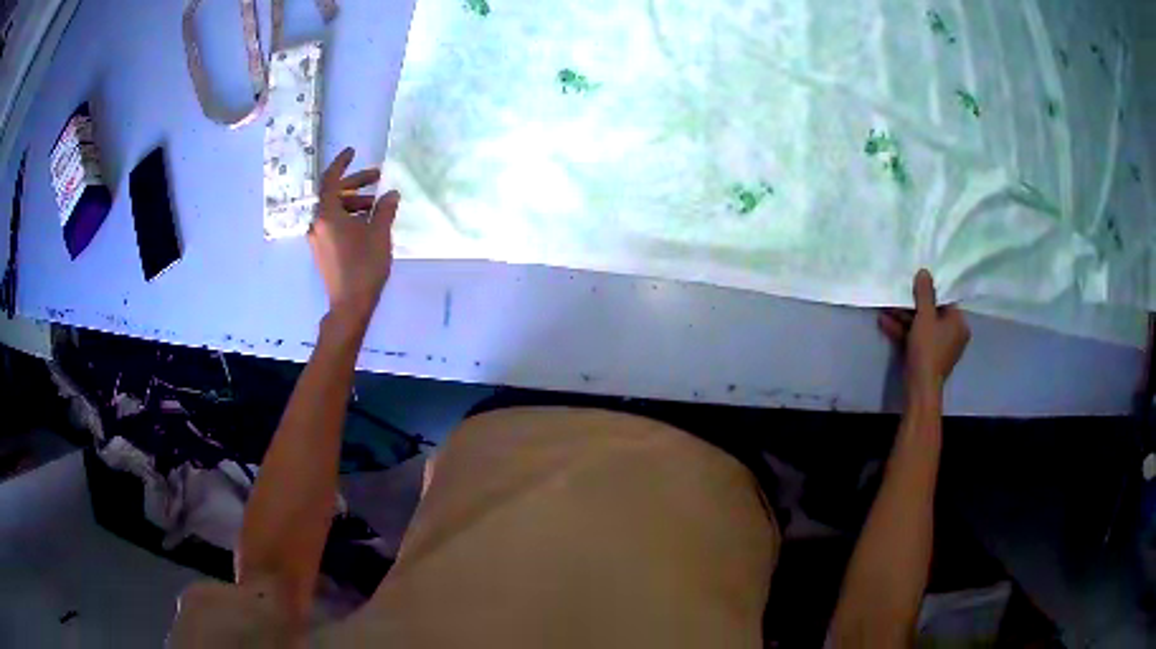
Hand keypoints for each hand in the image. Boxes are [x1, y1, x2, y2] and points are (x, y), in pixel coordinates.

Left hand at [309, 147, 399, 327]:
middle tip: (378, 178)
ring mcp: (317, 238)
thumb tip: (391, 194)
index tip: (353, 151)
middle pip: (334, 194)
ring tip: (377, 206)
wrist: (349, 305)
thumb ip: (385, 209)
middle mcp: (317, 223)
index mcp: (327, 214)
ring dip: (354, 203)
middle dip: (356, 184)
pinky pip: (333, 224)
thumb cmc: (364, 267)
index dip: (342, 163)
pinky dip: (348, 217)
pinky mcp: (321, 250)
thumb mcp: (379, 234)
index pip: (331, 179)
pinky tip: (366, 224)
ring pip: (334, 210)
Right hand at [879, 270, 970, 397]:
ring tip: (885, 307)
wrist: (920, 388)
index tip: (914, 283)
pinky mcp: (927, 357)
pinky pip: (916, 338)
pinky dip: (903, 331)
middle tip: (897, 295)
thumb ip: (925, 294)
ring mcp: (939, 347)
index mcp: (959, 323)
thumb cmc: (928, 349)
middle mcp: (953, 334)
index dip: (929, 291)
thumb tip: (925, 271)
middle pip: (932, 313)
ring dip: (903, 318)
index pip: (945, 301)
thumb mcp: (925, 317)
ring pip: (921, 327)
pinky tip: (884, 323)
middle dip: (911, 306)